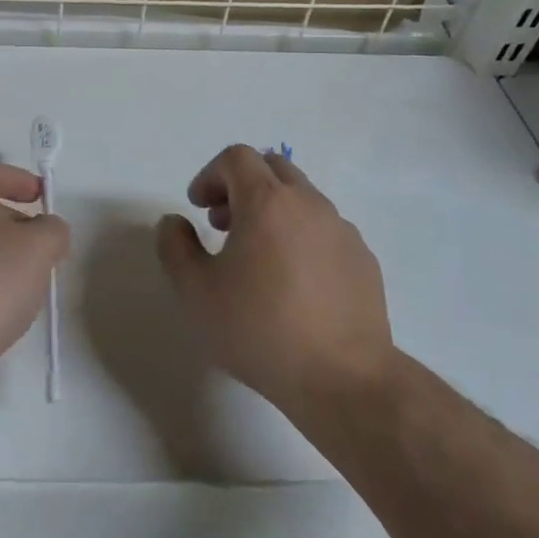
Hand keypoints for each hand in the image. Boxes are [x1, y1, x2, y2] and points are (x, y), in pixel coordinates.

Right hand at [155, 145, 391, 411]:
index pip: (236, 157)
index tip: (197, 208)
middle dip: (241, 185)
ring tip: (257, 256)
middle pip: (272, 167)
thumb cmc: (261, 330)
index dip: (210, 174)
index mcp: (267, 201)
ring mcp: (342, 230)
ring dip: (272, 210)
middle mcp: (308, 203)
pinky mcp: (364, 259)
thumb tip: (175, 222)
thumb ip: (175, 247)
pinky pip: (325, 228)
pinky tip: (293, 282)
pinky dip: (301, 235)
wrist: (345, 380)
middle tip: (223, 223)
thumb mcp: (196, 292)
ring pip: (301, 197)